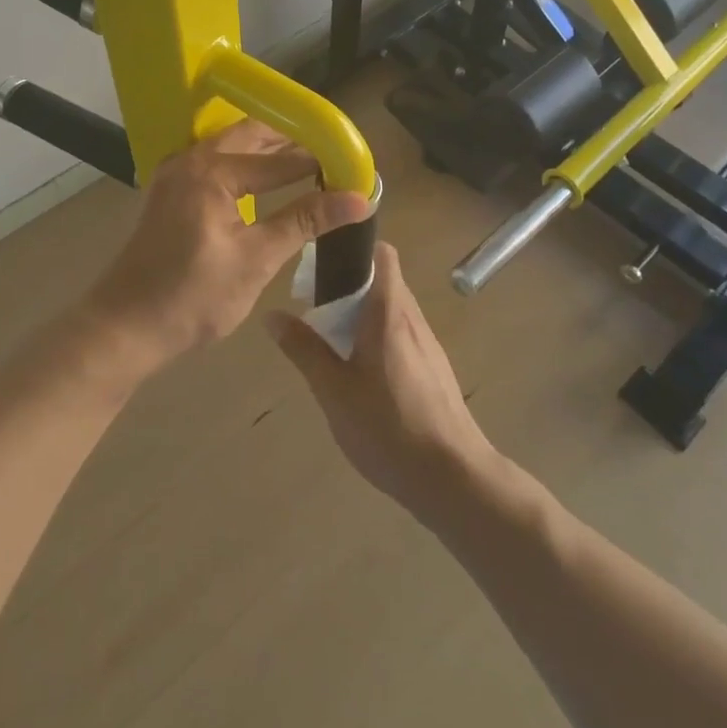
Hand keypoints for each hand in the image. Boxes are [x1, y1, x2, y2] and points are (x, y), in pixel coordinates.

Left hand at [85, 119, 371, 379]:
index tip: (355, 166)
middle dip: (293, 140)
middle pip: (253, 135)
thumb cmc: (193, 298)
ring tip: (308, 160)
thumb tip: (358, 199)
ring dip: (268, 147)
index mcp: (212, 172)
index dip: (320, 162)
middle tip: (333, 153)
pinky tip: (264, 176)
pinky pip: (215, 158)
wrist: (124, 327)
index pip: (281, 159)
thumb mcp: (256, 260)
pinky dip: (244, 159)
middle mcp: (192, 159)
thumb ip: (305, 221)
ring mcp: (176, 171)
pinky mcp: (171, 188)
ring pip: (232, 143)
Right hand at [267, 243, 495, 518]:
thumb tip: (272, 314)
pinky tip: (363, 375)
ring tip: (334, 342)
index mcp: (389, 311)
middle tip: (316, 308)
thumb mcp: (333, 390)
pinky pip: (403, 336)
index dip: (356, 248)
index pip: (382, 254)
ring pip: (393, 311)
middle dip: (350, 286)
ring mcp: (428, 345)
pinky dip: (380, 339)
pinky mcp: (435, 371)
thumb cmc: (388, 427)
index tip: (325, 261)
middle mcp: (413, 318)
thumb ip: (304, 349)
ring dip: (364, 315)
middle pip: (383, 282)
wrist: (454, 479)